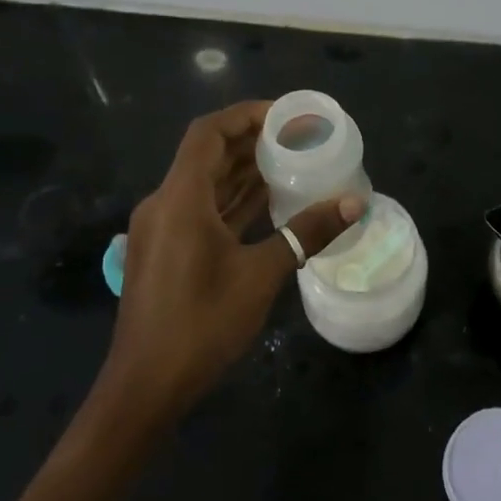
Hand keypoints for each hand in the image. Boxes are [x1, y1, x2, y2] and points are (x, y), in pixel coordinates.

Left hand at [99, 101, 362, 427]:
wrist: (146, 386)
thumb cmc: (202, 325)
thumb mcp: (261, 275)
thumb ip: (306, 234)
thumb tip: (354, 203)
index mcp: (179, 199)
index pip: (208, 133)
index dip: (246, 115)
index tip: (286, 114)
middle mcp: (164, 204)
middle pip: (207, 155)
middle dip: (251, 142)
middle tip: (297, 137)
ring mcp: (162, 230)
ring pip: (204, 185)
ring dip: (242, 171)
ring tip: (290, 161)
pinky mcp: (167, 252)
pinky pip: (201, 211)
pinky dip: (232, 201)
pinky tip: (267, 201)